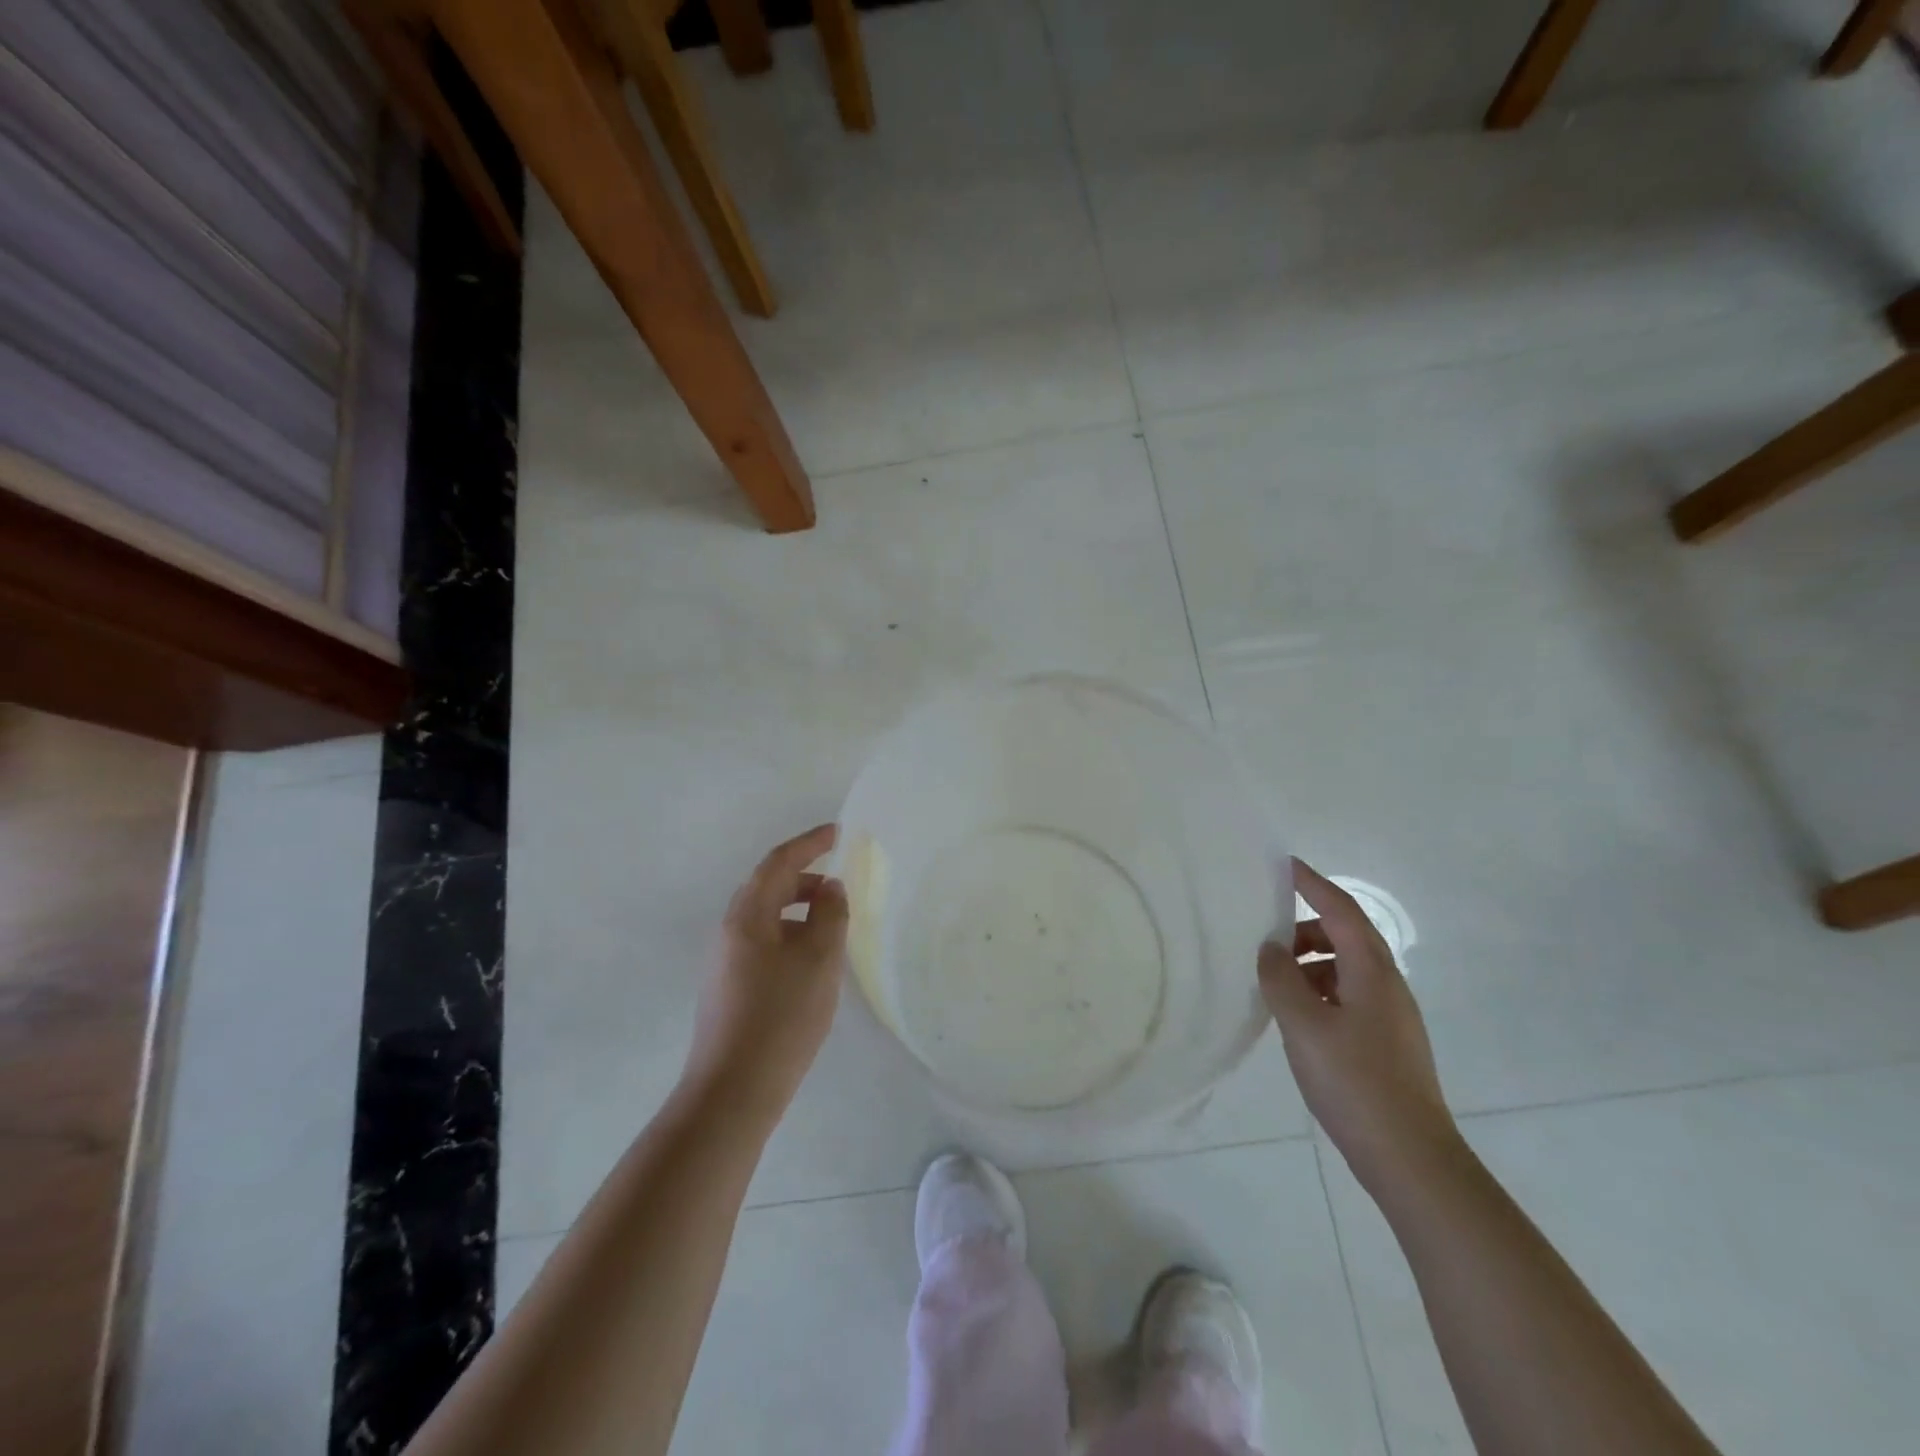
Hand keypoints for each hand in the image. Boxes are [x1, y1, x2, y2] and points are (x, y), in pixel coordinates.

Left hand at [682, 824, 849, 1120]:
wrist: (734, 1090)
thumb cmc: (781, 1016)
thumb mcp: (819, 959)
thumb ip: (829, 914)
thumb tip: (829, 888)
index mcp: (748, 915)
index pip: (780, 862)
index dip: (810, 842)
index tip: (839, 832)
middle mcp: (730, 930)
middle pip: (769, 886)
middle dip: (805, 876)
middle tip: (841, 883)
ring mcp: (726, 960)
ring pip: (767, 917)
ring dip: (799, 909)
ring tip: (833, 923)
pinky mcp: (730, 987)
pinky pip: (764, 942)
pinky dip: (791, 935)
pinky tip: (812, 961)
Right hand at [1259, 857, 1458, 1191]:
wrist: (1410, 1158)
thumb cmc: (1355, 1082)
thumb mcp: (1303, 1026)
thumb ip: (1280, 980)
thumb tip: (1270, 949)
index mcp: (1371, 972)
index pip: (1340, 909)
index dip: (1311, 883)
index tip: (1283, 864)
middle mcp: (1386, 985)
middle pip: (1345, 935)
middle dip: (1304, 927)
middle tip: (1264, 937)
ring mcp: (1390, 1015)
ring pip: (1345, 967)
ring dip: (1309, 962)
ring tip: (1274, 983)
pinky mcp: (1385, 1041)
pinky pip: (1347, 995)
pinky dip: (1318, 990)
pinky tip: (1296, 1016)